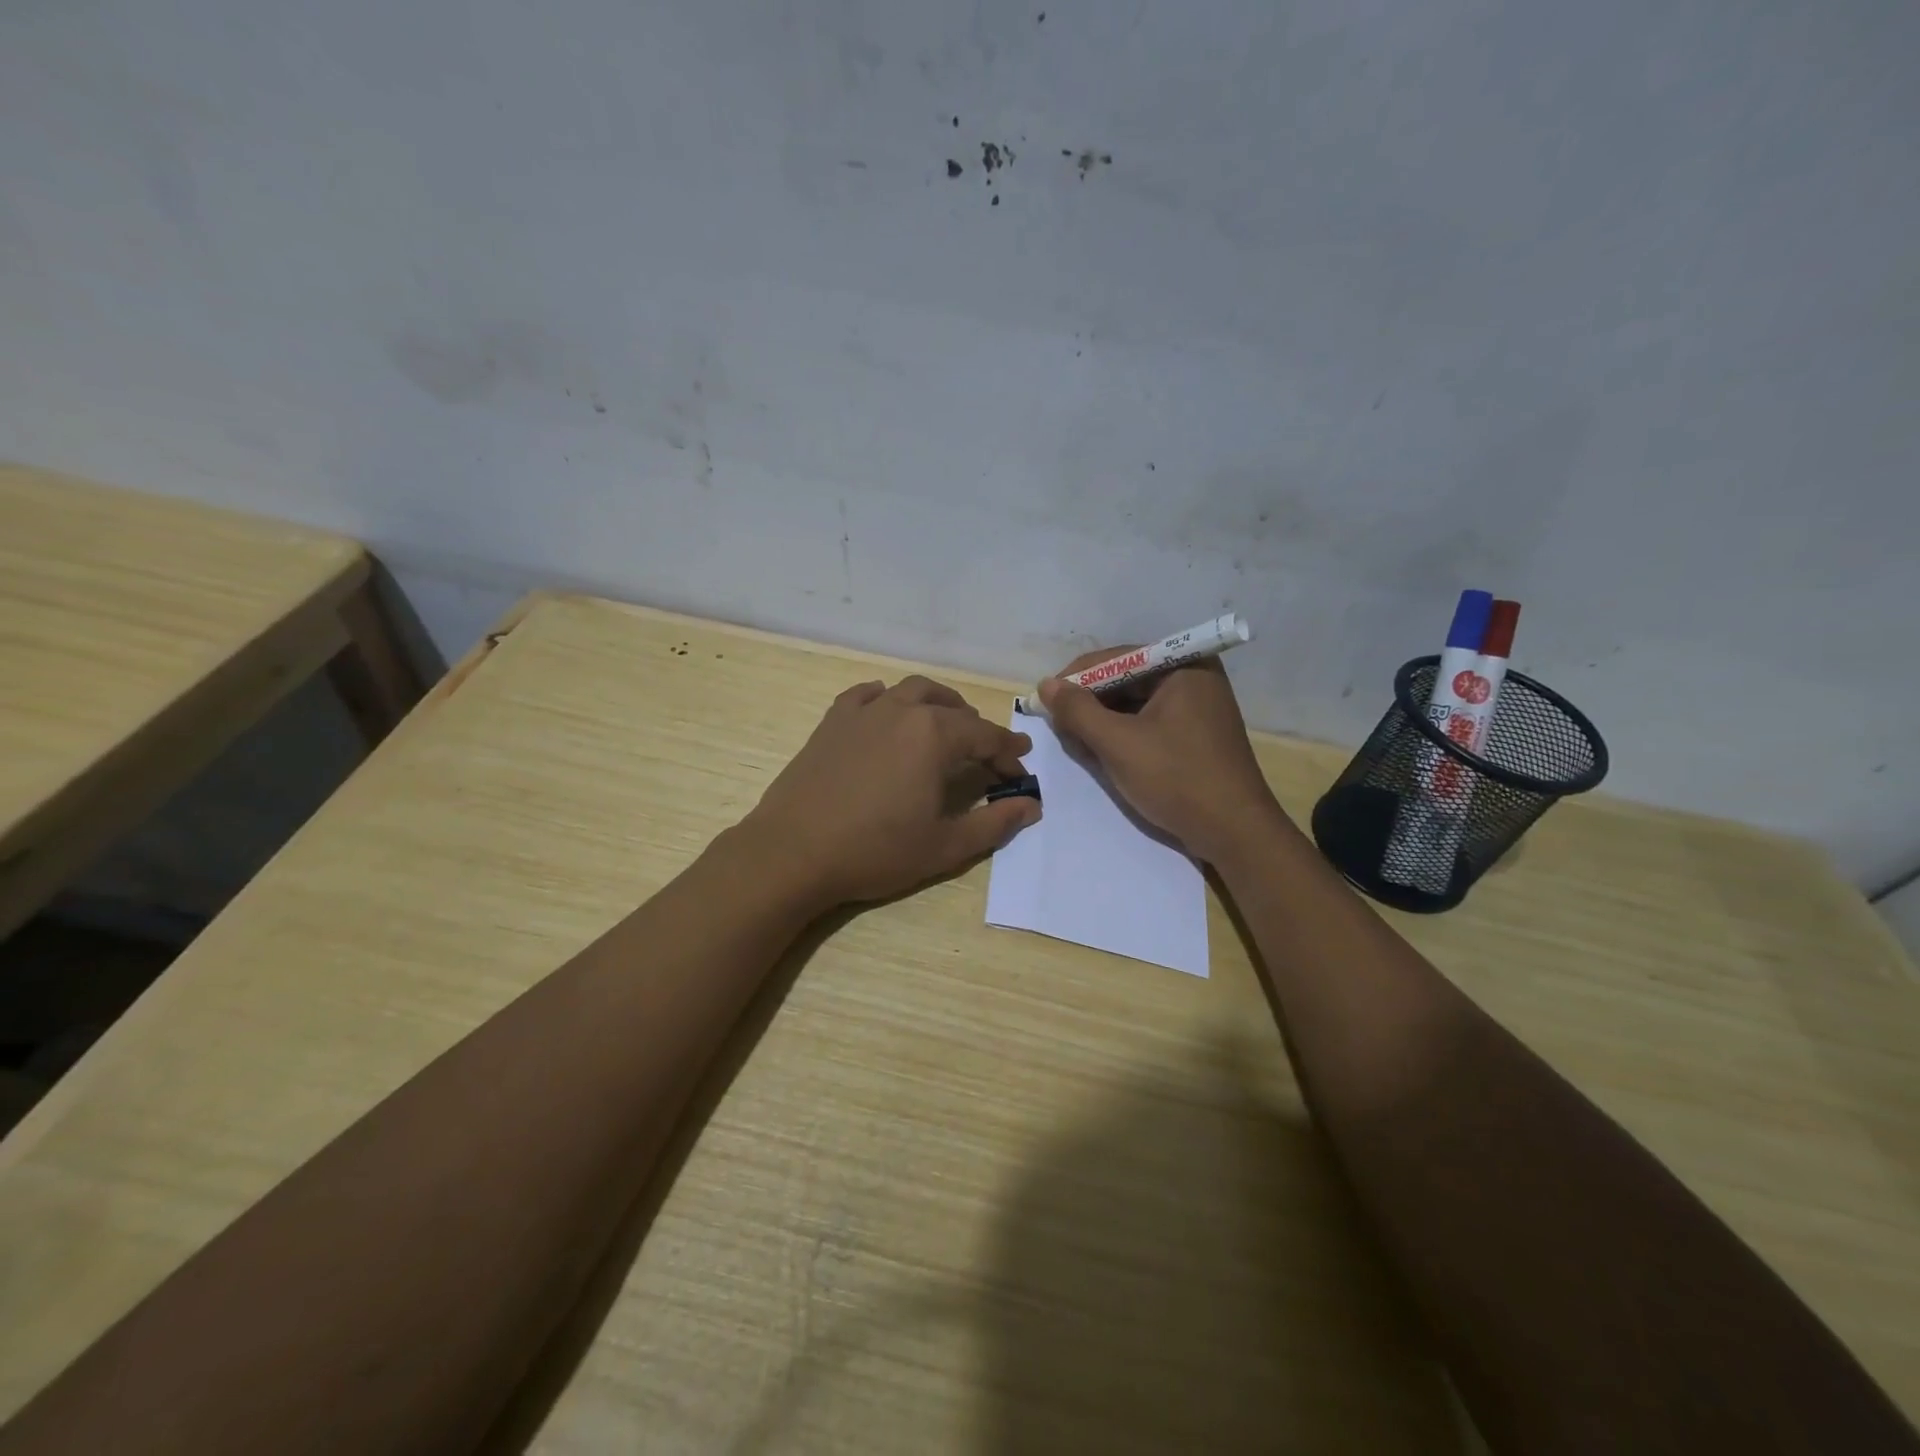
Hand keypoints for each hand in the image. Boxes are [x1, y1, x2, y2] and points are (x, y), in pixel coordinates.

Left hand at [740, 675, 1039, 909]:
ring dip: (938, 704)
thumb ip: (994, 823)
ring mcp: (864, 712)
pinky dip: (887, 699)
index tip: (1020, 771)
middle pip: (952, 709)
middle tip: (987, 755)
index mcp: (934, 735)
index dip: (1009, 754)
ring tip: (946, 725)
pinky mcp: (833, 721)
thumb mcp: (945, 846)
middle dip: (977, 730)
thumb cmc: (875, 851)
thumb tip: (1032, 806)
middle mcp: (902, 710)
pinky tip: (889, 714)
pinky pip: (867, 695)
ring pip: (912, 691)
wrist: (793, 851)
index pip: (986, 737)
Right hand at [1039, 651, 1280, 863]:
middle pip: (1125, 680)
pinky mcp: (1195, 735)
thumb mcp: (1118, 743)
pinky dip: (1123, 736)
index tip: (1044, 701)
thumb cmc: (1176, 779)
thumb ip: (1078, 710)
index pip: (1117, 659)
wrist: (1234, 833)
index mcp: (1184, 667)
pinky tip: (1103, 755)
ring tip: (1078, 745)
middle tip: (1060, 728)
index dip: (1076, 678)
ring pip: (1135, 704)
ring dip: (1103, 723)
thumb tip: (1046, 685)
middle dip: (1089, 703)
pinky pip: (1149, 723)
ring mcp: (1197, 708)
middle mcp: (1194, 678)